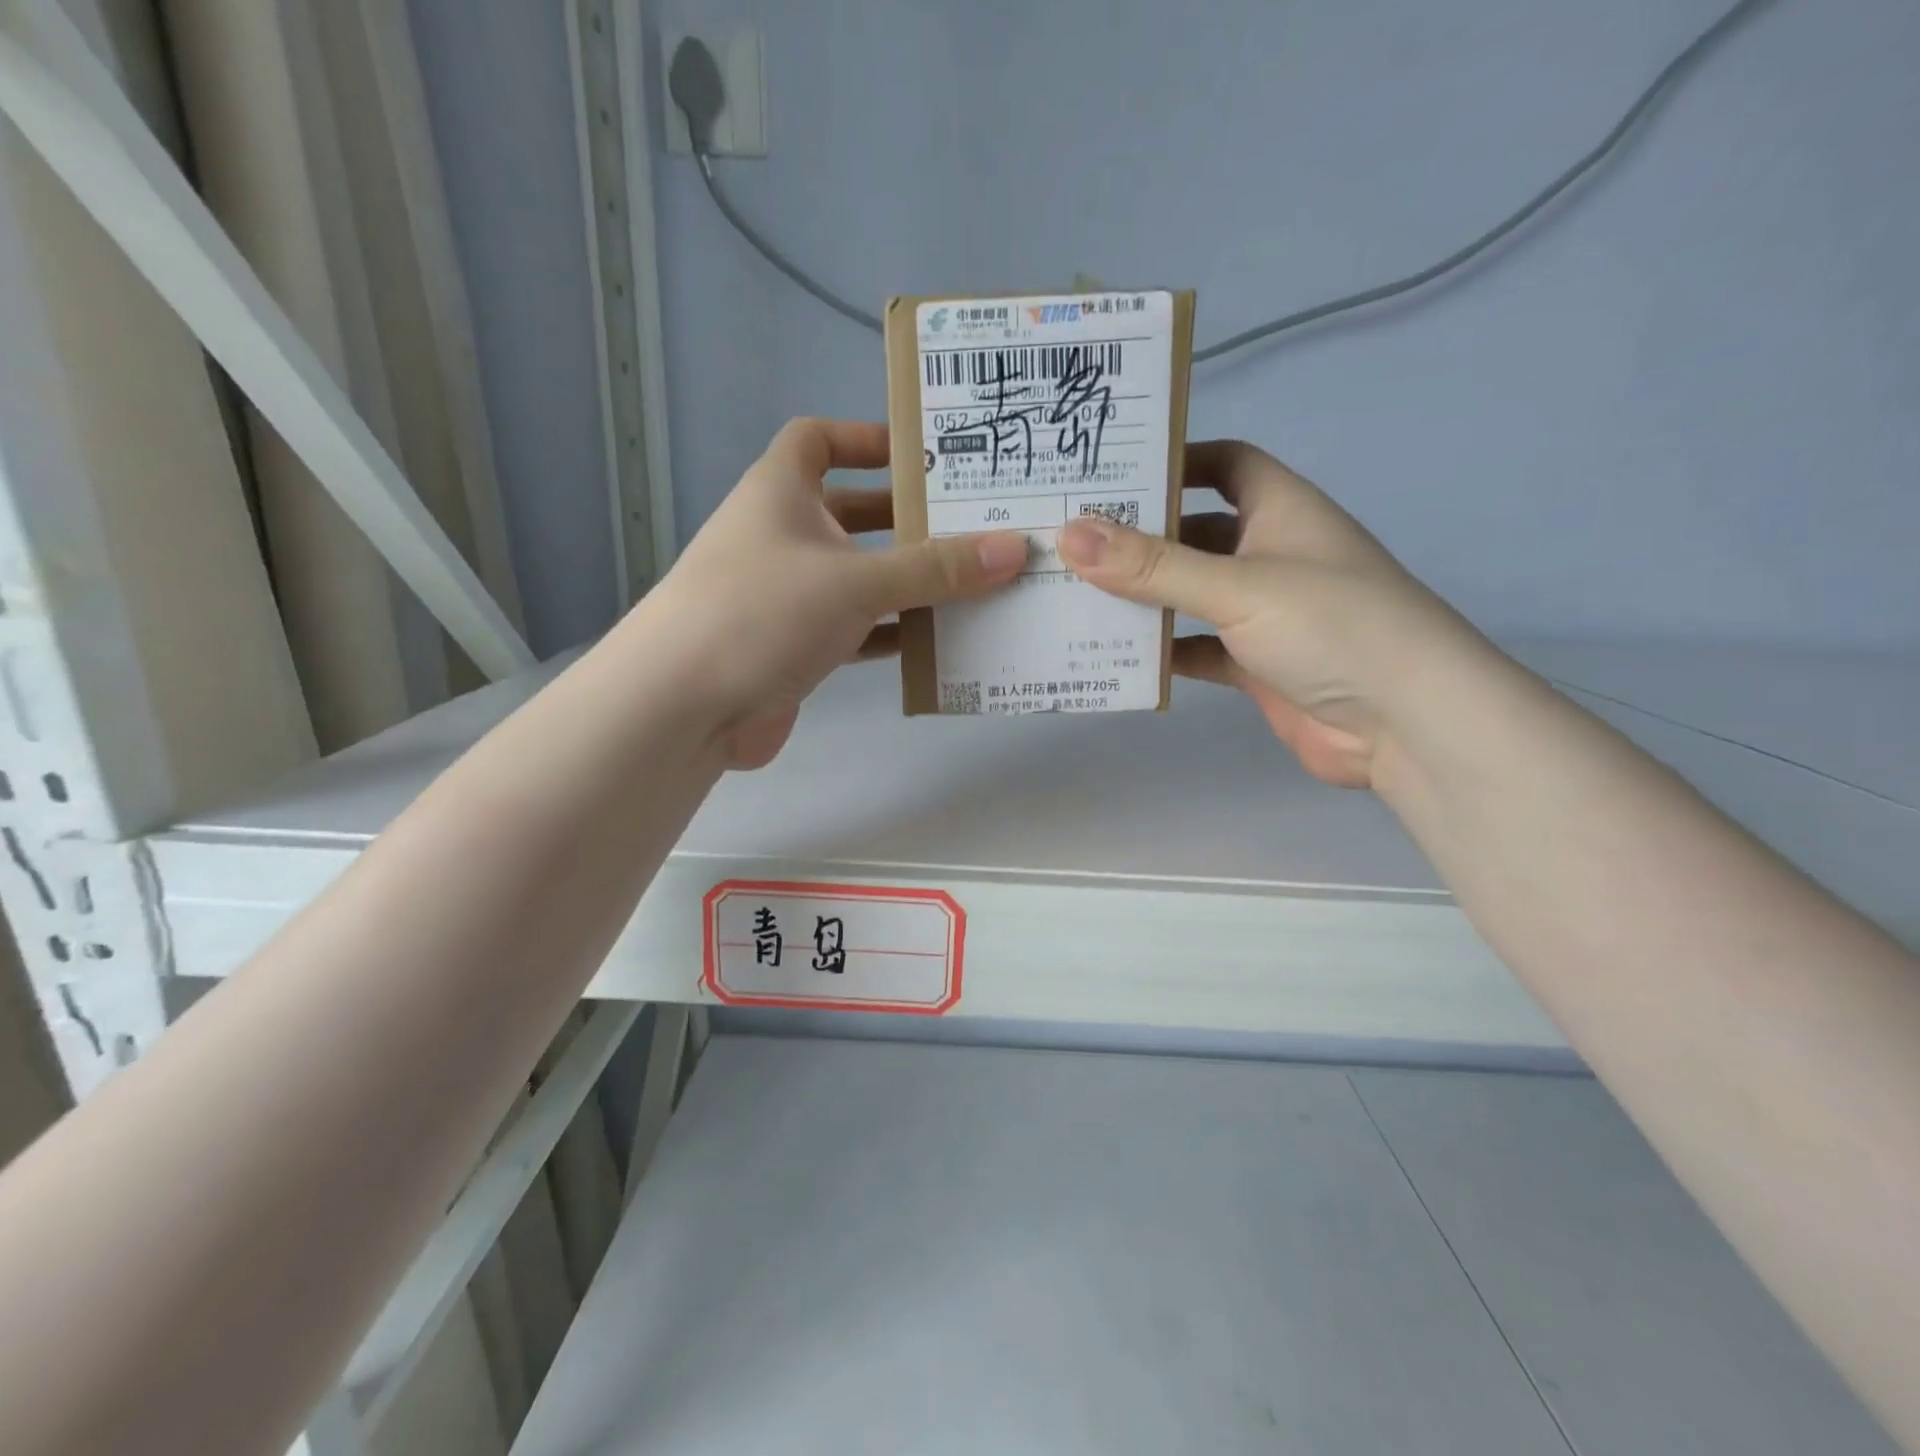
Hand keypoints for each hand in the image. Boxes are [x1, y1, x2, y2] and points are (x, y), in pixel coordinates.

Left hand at [642, 418, 1026, 768]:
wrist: (684, 707)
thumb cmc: (763, 612)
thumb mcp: (856, 581)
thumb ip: (934, 568)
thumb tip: (1014, 548)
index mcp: (781, 492)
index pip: (818, 440)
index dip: (866, 438)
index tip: (922, 454)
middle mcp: (783, 536)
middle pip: (854, 513)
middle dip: (909, 520)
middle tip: (976, 526)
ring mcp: (787, 595)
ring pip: (860, 577)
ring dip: (909, 582)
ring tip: (975, 584)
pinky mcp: (795, 647)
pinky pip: (856, 629)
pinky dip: (893, 633)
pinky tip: (940, 640)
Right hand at [1057, 440, 1479, 789]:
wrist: (1407, 725)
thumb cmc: (1332, 627)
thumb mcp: (1238, 586)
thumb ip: (1153, 566)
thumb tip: (1070, 533)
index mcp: (1280, 510)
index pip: (1224, 463)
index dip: (1175, 460)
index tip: (1113, 472)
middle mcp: (1270, 554)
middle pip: (1194, 531)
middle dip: (1139, 535)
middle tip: (1068, 538)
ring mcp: (1263, 613)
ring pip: (1190, 594)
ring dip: (1144, 597)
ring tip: (1075, 593)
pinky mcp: (1256, 664)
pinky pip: (1197, 647)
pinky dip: (1162, 650)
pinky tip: (1115, 654)